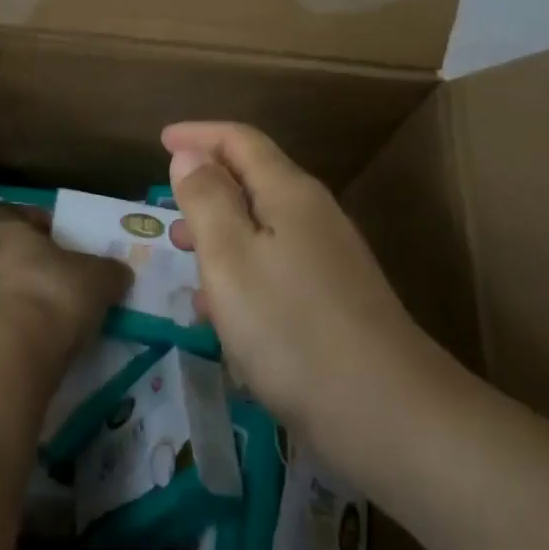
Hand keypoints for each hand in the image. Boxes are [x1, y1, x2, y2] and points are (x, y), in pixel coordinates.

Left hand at [0, 204, 130, 363]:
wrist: (16, 356)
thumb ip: (108, 270)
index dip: (27, 220)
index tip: (52, 235)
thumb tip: (118, 273)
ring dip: (5, 294)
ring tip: (39, 307)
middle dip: (9, 258)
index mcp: (3, 230)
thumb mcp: (99, 277)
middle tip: (41, 270)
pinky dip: (6, 325)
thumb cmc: (54, 294)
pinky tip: (34, 337)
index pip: (3, 211)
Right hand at [164, 122, 429, 432]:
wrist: (388, 414)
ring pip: (262, 228)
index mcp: (288, 193)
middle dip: (206, 187)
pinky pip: (275, 268)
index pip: (240, 140)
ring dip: (219, 234)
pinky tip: (220, 314)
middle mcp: (313, 216)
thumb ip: (206, 199)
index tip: (160, 139)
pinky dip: (241, 274)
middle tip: (166, 209)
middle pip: (253, 180)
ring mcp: (329, 260)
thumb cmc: (291, 328)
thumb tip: (190, 152)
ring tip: (183, 257)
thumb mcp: (230, 258)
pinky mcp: (335, 302)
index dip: (198, 135)